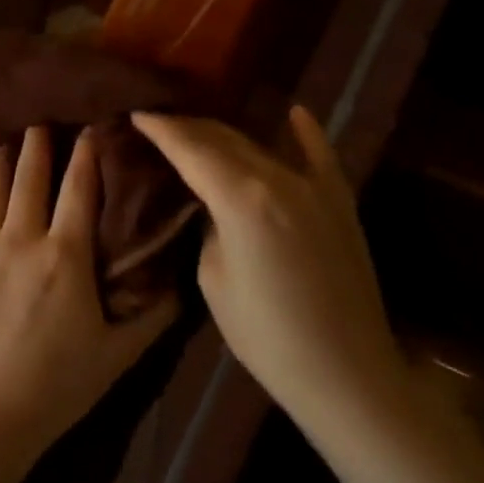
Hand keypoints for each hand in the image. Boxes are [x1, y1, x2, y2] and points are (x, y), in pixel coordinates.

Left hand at [0, 126, 178, 466]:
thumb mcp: (118, 355)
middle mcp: (19, 239)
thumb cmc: (57, 387)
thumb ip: (152, 315)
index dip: (87, 153)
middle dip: (37, 145)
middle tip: (40, 126)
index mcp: (65, 255)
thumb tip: (177, 284)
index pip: (79, 187)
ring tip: (4, 149)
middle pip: (28, 176)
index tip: (91, 129)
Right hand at [131, 107, 402, 417]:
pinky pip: (320, 157)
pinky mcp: (340, 203)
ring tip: (199, 125)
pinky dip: (305, 133)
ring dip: (228, 134)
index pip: (191, 149)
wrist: (345, 371)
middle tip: (159, 120)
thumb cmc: (266, 335)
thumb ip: (209, 228)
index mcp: (242, 198)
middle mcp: (279, 178)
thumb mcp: (214, 279)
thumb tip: (214, 207)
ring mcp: (316, 187)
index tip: (137, 112)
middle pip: (225, 140)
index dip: (161, 128)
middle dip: (189, 126)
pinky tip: (294, 112)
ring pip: (262, 146)